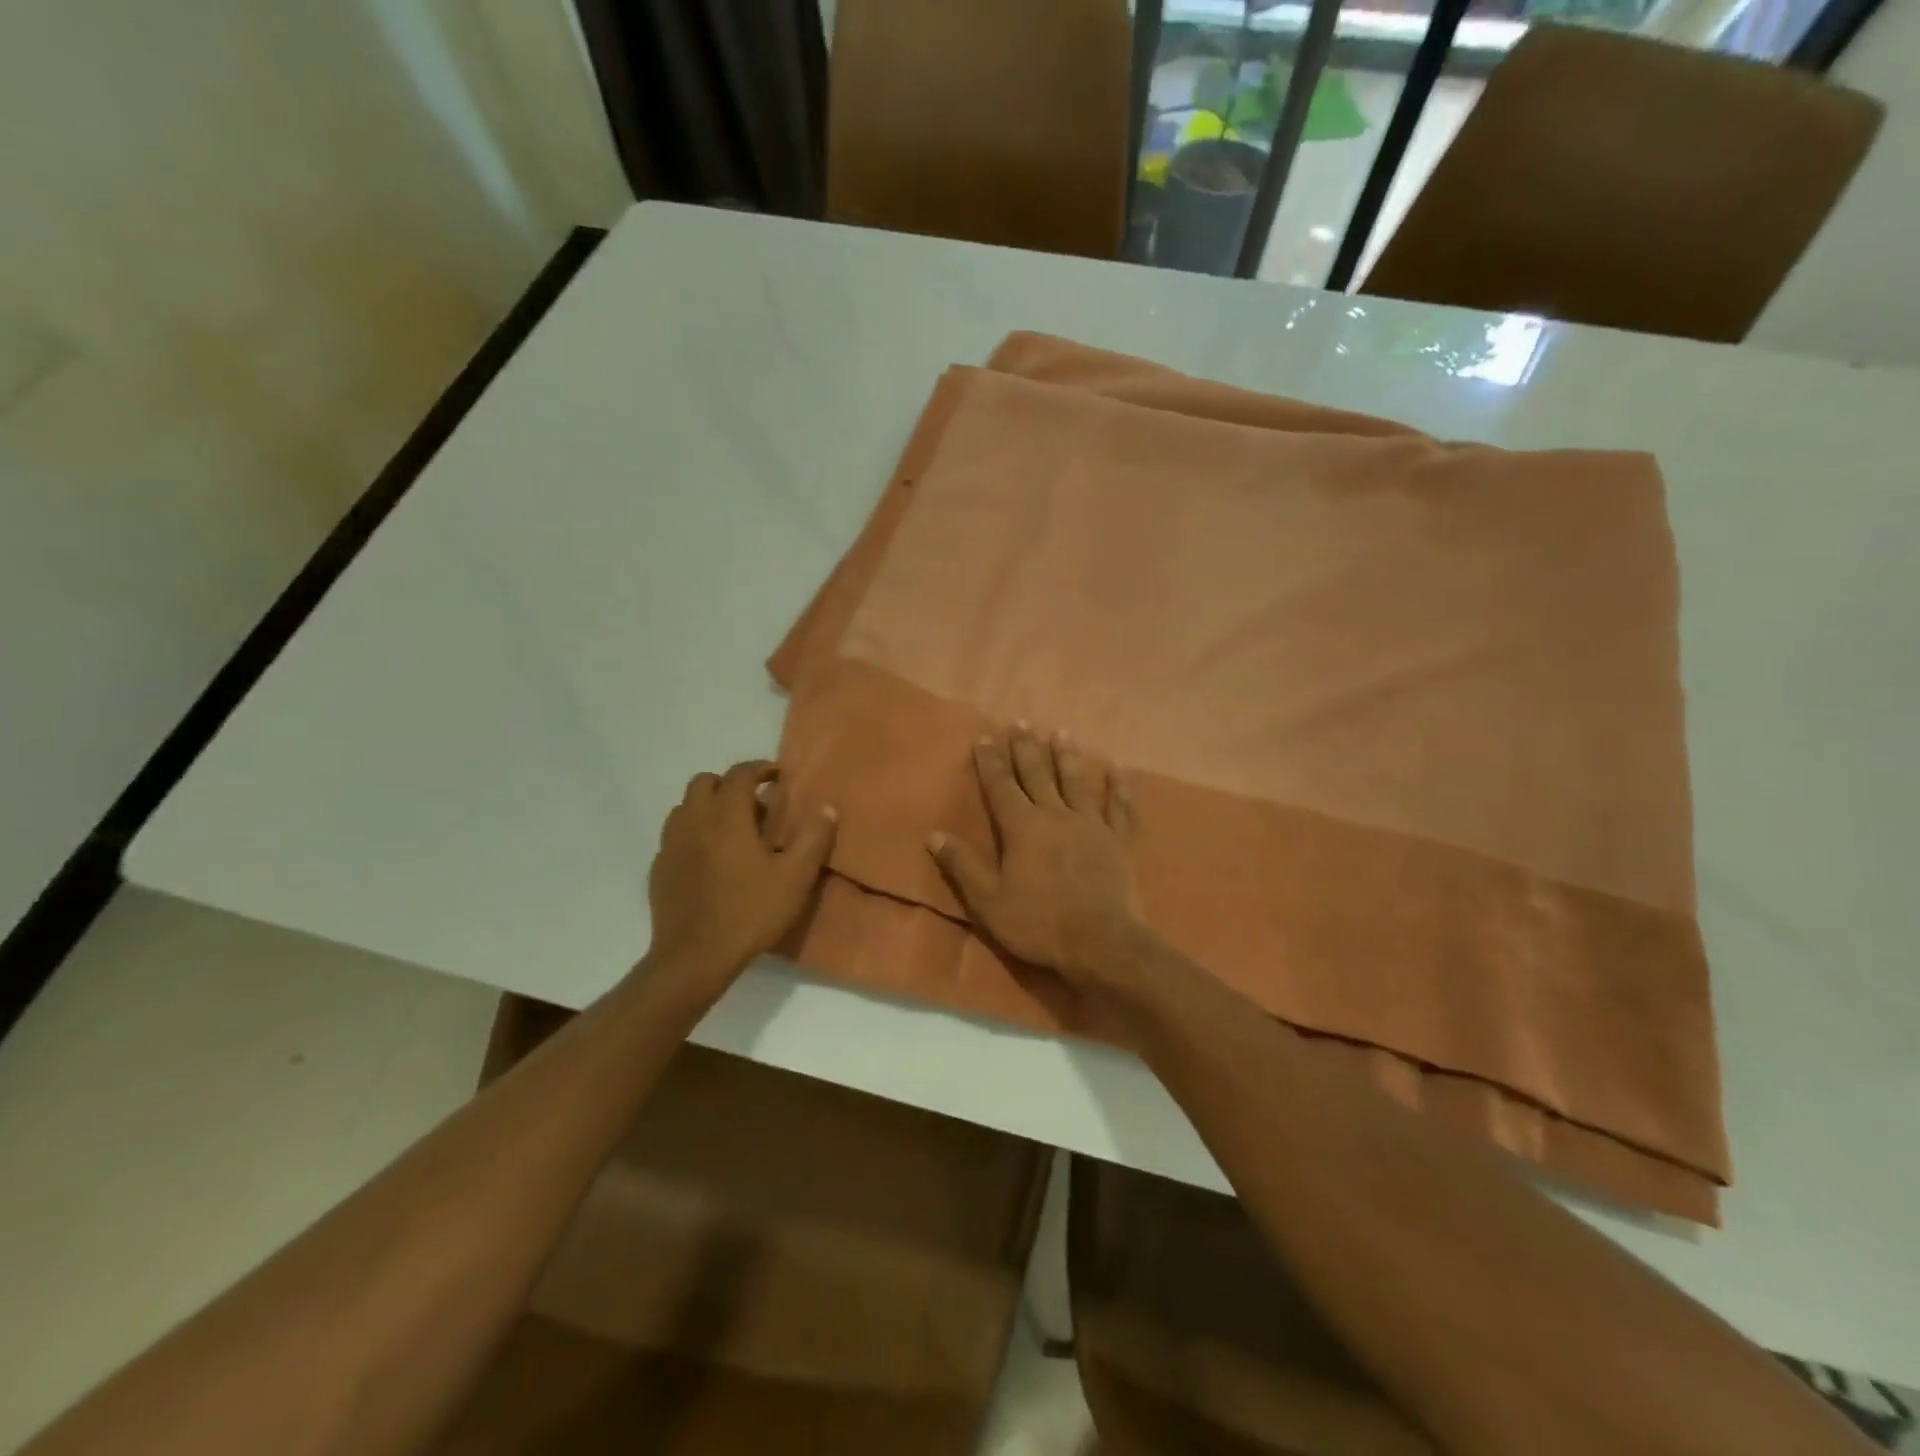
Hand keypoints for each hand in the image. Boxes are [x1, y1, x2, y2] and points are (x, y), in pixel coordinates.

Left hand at [646, 761, 836, 996]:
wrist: (694, 957)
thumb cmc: (750, 913)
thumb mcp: (796, 878)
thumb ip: (813, 839)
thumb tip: (826, 808)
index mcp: (727, 817)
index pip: (740, 774)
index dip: (760, 768)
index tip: (777, 777)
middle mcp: (694, 821)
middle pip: (704, 781)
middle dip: (729, 783)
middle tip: (753, 804)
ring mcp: (671, 844)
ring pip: (685, 806)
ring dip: (707, 806)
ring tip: (730, 829)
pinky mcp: (659, 868)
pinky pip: (674, 835)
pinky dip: (692, 832)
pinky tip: (709, 858)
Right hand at [928, 726, 1144, 994]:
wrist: (1100, 942)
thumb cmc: (1038, 923)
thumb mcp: (988, 901)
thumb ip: (962, 866)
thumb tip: (933, 835)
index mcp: (1022, 828)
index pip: (1001, 786)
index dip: (991, 761)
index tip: (985, 737)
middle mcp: (1055, 816)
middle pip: (1037, 775)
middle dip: (1026, 748)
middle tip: (1020, 721)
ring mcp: (1091, 825)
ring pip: (1076, 782)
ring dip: (1067, 756)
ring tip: (1061, 731)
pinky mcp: (1118, 841)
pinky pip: (1119, 807)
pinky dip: (1118, 786)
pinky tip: (1118, 768)